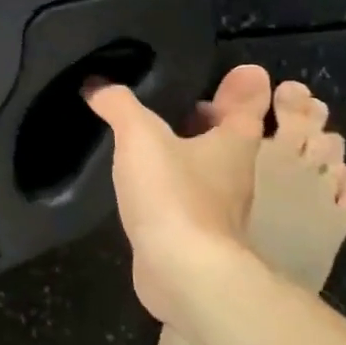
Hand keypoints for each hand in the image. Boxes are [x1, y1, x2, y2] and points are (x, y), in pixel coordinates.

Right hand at [84, 64, 272, 318]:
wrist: (185, 272)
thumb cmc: (173, 194)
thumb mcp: (139, 137)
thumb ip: (119, 105)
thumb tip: (97, 84)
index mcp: (235, 141)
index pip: (248, 103)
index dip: (242, 86)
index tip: (234, 72)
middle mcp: (237, 173)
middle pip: (234, 137)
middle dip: (216, 120)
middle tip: (187, 105)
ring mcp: (223, 208)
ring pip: (215, 170)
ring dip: (196, 157)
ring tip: (160, 145)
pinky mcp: (204, 237)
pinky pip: (196, 202)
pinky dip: (181, 190)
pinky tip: (152, 190)